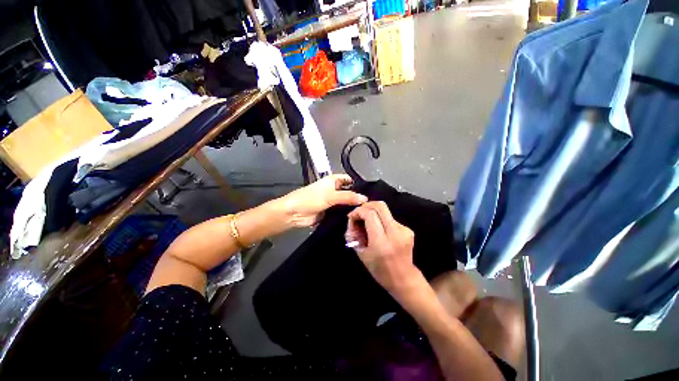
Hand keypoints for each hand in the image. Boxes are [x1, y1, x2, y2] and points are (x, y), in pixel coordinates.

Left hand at [279, 174, 366, 227]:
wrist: (294, 214)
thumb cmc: (310, 198)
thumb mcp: (330, 195)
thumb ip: (348, 197)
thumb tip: (365, 199)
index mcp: (333, 181)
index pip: (350, 180)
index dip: (359, 185)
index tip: (371, 193)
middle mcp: (335, 190)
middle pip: (350, 193)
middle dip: (358, 198)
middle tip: (372, 206)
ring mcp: (333, 202)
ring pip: (346, 204)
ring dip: (353, 208)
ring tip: (368, 213)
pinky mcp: (331, 213)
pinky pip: (342, 213)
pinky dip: (348, 215)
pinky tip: (358, 220)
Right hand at [345, 201, 422, 296]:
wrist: (404, 278)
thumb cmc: (379, 270)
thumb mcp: (361, 254)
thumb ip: (355, 234)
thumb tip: (352, 219)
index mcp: (382, 242)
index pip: (370, 215)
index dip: (359, 211)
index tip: (352, 216)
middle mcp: (395, 233)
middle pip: (380, 206)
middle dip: (366, 205)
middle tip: (359, 212)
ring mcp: (404, 230)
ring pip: (385, 211)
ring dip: (372, 213)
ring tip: (367, 223)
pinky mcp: (408, 229)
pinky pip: (390, 218)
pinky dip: (380, 219)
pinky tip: (378, 229)